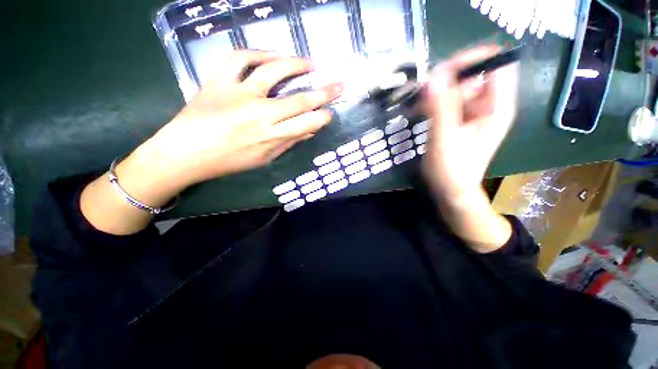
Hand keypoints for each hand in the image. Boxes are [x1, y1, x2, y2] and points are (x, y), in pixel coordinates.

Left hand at [144, 50, 343, 187]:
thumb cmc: (229, 161)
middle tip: (339, 85)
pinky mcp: (219, 80)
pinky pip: (240, 58)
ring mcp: (239, 93)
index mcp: (271, 137)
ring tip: (310, 63)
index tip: (330, 112)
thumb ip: (289, 142)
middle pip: (299, 100)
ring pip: (274, 71)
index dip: (323, 117)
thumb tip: (309, 131)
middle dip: (325, 92)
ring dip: (296, 65)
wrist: (185, 153)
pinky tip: (272, 55)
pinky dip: (259, 52)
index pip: (307, 123)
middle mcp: (260, 114)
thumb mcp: (264, 158)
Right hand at [423, 46, 518, 202]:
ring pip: (458, 88)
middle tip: (423, 92)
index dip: (473, 59)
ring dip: (437, 92)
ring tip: (417, 105)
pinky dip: (434, 103)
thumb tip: (434, 76)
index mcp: (497, 106)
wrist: (451, 190)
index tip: (443, 69)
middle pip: (473, 75)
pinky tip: (419, 110)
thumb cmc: (452, 168)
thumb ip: (440, 107)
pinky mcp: (460, 120)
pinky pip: (449, 102)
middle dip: (448, 79)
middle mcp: (489, 105)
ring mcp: (474, 113)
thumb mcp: (446, 137)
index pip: (497, 64)